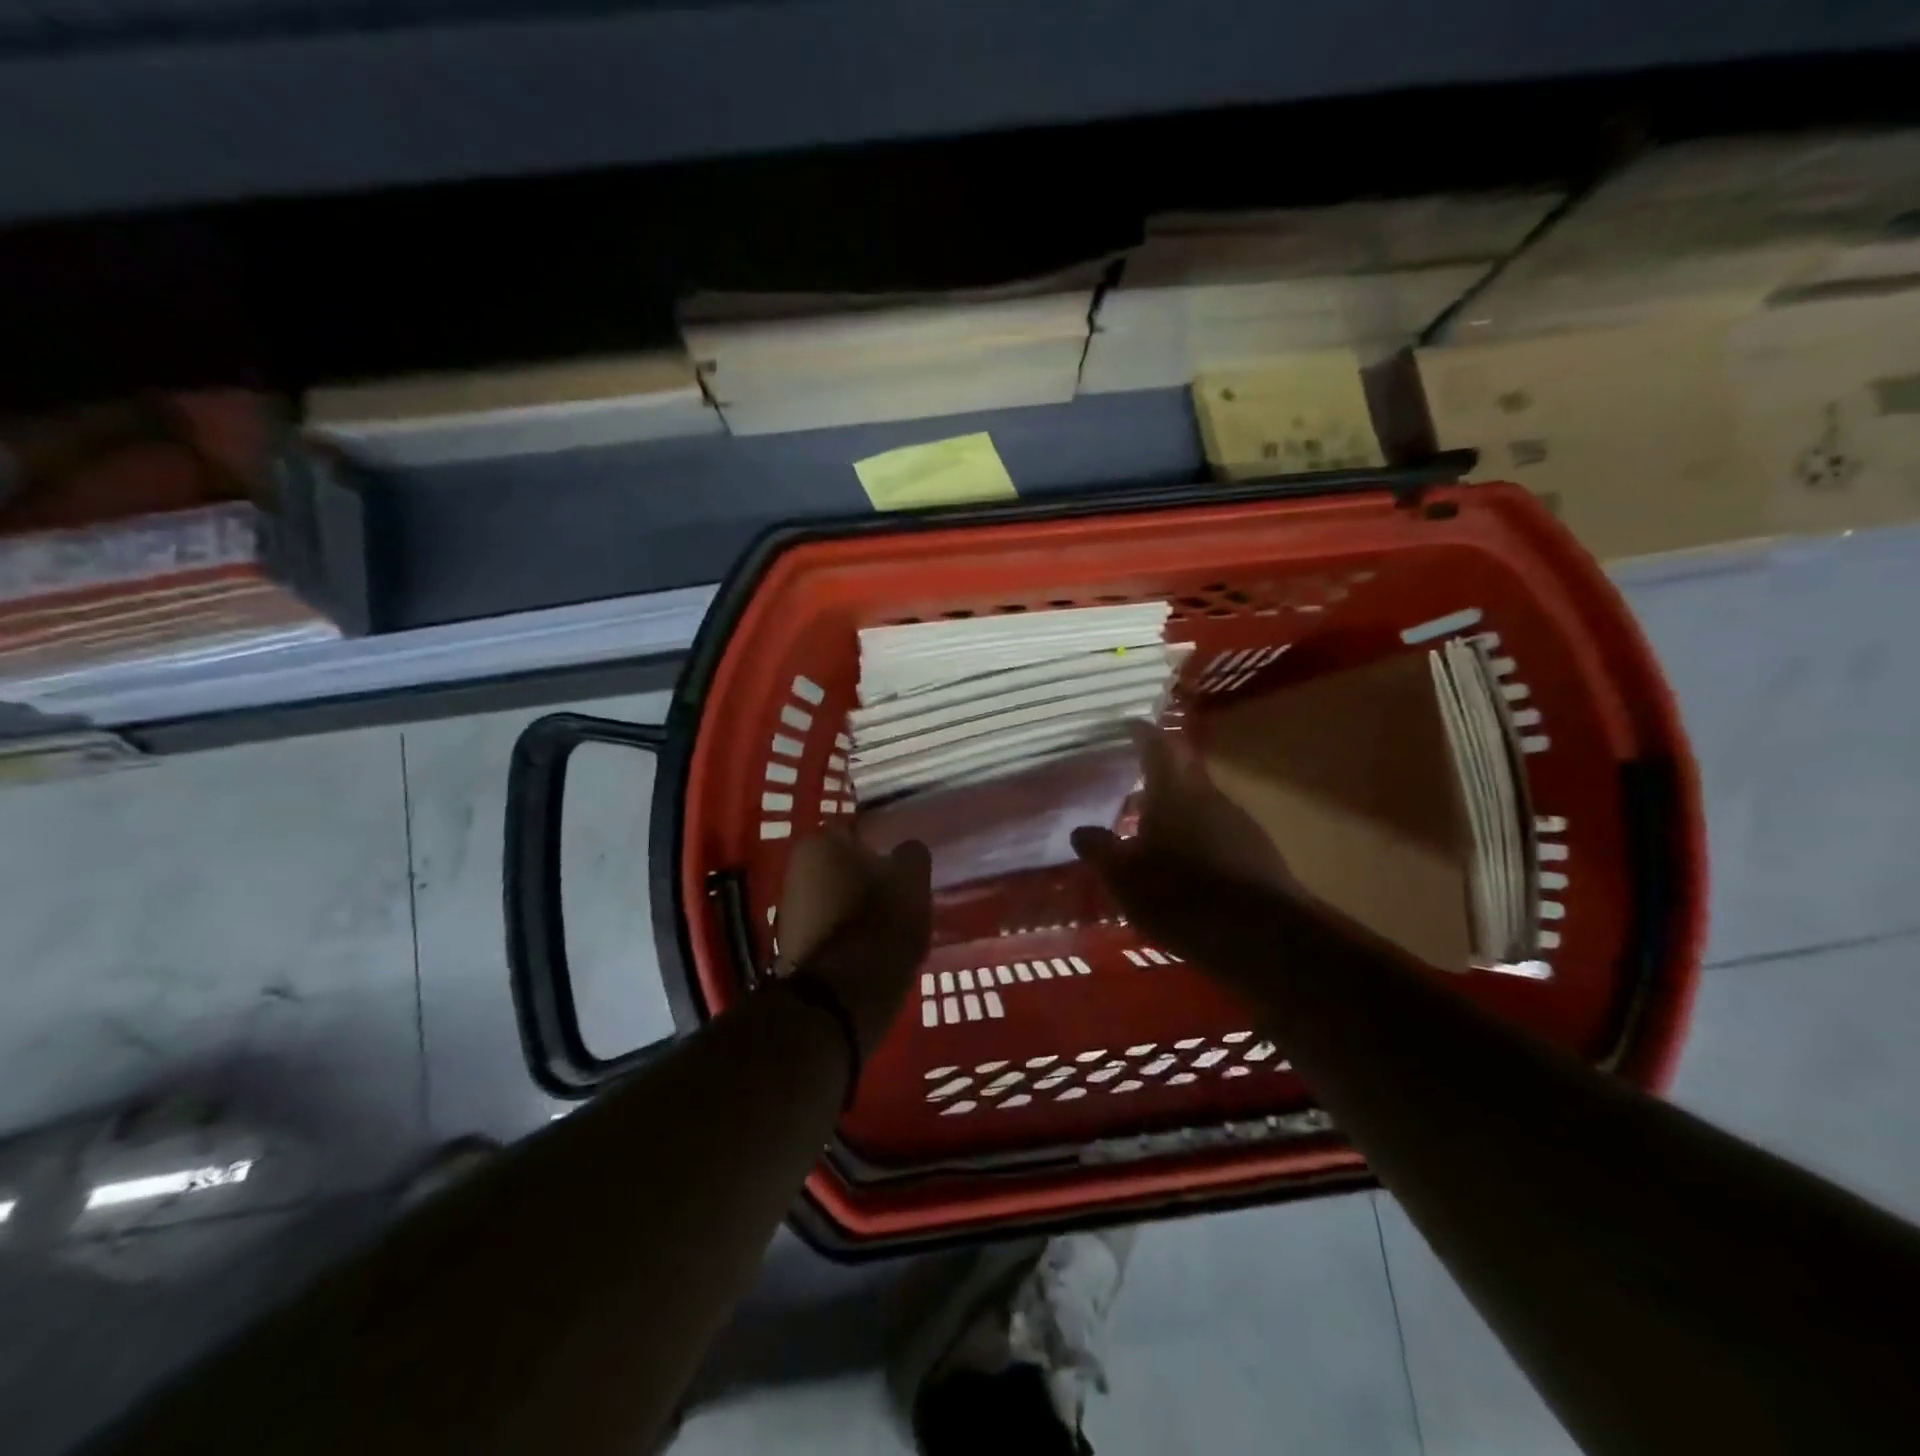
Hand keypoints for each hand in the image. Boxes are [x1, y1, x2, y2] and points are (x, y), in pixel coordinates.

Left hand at [776, 828, 932, 1054]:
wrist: (843, 996)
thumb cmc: (880, 922)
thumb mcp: (912, 879)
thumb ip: (911, 854)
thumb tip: (906, 850)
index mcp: (820, 841)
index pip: (856, 828)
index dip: (882, 840)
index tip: (901, 858)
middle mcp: (795, 867)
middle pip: (841, 863)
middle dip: (866, 874)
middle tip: (898, 889)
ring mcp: (789, 908)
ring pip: (835, 895)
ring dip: (856, 903)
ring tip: (890, 922)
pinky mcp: (792, 945)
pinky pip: (829, 926)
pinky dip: (847, 931)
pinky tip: (872, 946)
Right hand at [1072, 722, 1303, 968]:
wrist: (1263, 938)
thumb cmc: (1181, 896)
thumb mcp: (1125, 878)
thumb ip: (1101, 850)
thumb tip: (1080, 831)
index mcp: (1175, 790)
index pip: (1157, 745)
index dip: (1141, 734)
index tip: (1127, 727)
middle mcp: (1209, 797)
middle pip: (1183, 772)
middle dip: (1158, 773)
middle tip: (1131, 779)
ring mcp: (1239, 824)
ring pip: (1200, 804)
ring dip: (1177, 809)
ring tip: (1152, 826)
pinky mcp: (1257, 854)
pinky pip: (1217, 833)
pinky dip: (1197, 837)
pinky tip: (1185, 863)